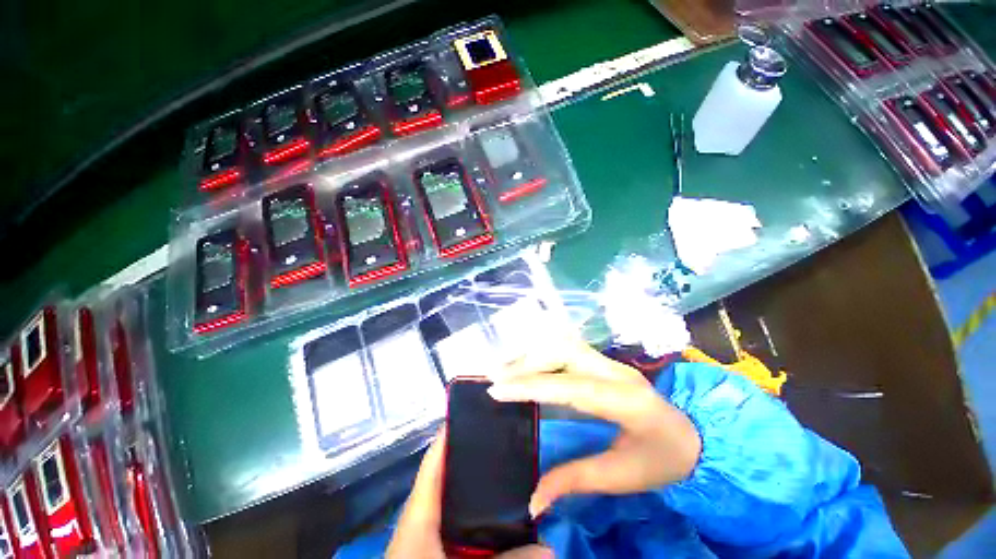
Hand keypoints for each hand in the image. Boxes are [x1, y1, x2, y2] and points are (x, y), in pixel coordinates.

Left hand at [386, 429, 552, 558]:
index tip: (478, 411)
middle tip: (506, 442)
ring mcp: (426, 531)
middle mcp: (422, 514)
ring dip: (477, 488)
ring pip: (454, 500)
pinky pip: (457, 522)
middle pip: (449, 474)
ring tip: (508, 471)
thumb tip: (551, 547)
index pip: (436, 457)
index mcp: (420, 509)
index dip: (453, 431)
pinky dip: (475, 516)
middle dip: (475, 458)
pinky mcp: (433, 545)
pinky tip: (497, 517)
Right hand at [488, 338, 701, 516]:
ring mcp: (611, 362)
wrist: (694, 437)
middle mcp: (617, 371)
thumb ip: (575, 481)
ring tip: (507, 372)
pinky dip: (543, 354)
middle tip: (498, 380)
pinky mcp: (604, 362)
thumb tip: (533, 500)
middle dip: (527, 362)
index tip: (496, 390)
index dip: (531, 385)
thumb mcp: (623, 477)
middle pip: (565, 351)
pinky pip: (567, 349)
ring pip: (564, 344)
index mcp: (626, 401)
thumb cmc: (663, 460)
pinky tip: (528, 366)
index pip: (570, 387)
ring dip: (533, 355)